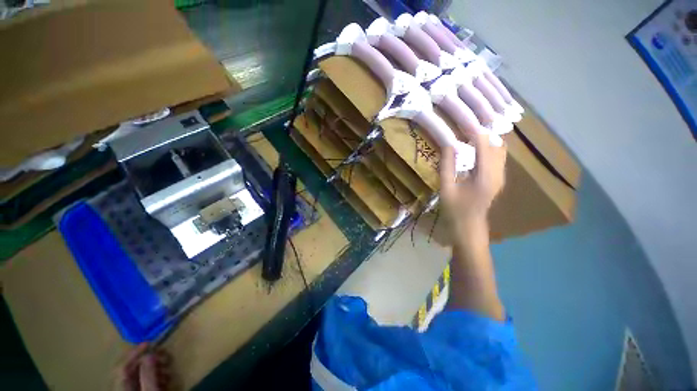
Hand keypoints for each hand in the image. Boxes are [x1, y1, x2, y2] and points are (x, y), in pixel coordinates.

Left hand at [113, 343, 170, 390]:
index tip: (150, 343)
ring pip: (139, 375)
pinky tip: (166, 379)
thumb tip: (150, 354)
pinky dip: (156, 377)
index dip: (134, 353)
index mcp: (122, 388)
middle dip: (149, 360)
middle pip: (131, 370)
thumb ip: (148, 374)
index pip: (123, 367)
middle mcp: (123, 389)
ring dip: (154, 368)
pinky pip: (145, 382)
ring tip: (168, 369)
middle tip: (165, 356)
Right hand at [439, 133, 505, 233]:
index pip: (485, 144)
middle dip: (482, 133)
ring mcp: (501, 176)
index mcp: (485, 175)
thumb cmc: (455, 209)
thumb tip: (448, 144)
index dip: (474, 131)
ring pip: (499, 150)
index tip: (461, 123)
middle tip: (465, 128)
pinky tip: (474, 150)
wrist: (469, 227)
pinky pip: (497, 157)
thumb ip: (447, 166)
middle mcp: (498, 172)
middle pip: (497, 144)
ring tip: (469, 136)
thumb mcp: (446, 188)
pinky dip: (487, 149)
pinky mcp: (498, 179)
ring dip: (486, 140)